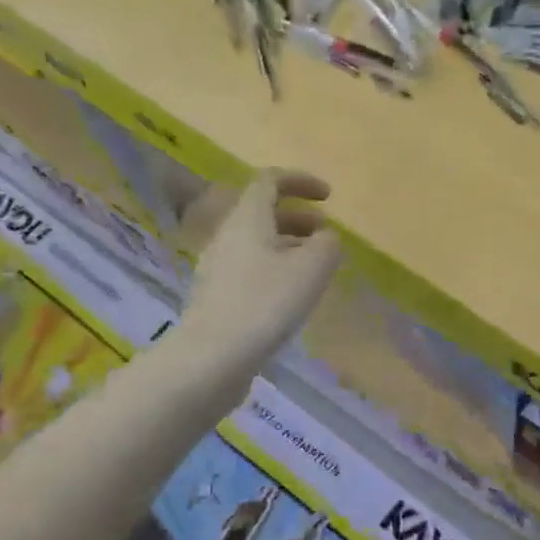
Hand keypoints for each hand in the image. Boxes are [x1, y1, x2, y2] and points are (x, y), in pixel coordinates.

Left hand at [179, 170, 341, 373]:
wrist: (211, 358)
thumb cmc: (265, 303)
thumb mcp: (312, 267)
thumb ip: (327, 244)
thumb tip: (325, 238)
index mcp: (247, 219)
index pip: (270, 181)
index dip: (300, 181)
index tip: (328, 196)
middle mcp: (227, 236)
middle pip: (263, 213)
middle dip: (299, 217)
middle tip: (327, 235)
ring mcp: (218, 268)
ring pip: (258, 243)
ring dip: (289, 245)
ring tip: (315, 267)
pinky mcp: (217, 297)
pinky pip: (251, 269)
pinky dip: (276, 269)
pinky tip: (292, 295)